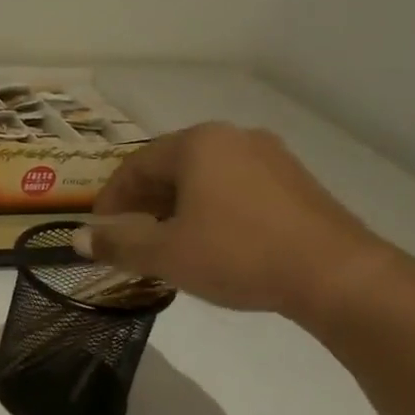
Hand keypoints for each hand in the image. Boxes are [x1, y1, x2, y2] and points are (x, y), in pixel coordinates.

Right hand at [80, 122, 388, 321]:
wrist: (337, 276)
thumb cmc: (238, 254)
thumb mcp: (164, 254)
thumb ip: (116, 243)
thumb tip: (77, 238)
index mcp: (198, 144)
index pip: (135, 166)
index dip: (110, 200)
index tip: (100, 232)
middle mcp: (233, 138)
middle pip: (169, 168)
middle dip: (142, 204)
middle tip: (130, 240)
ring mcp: (270, 157)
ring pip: (203, 178)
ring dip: (175, 208)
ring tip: (168, 245)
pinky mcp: (295, 182)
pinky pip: (235, 188)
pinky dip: (210, 210)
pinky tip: (211, 243)